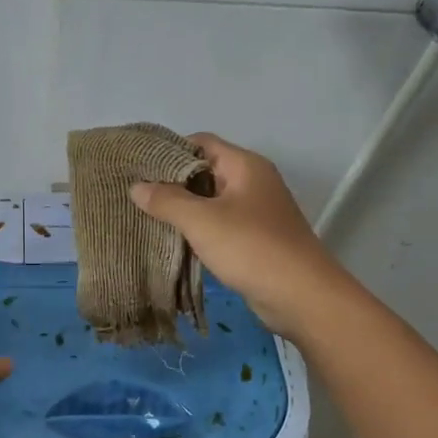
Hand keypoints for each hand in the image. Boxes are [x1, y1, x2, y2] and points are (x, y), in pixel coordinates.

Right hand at [128, 133, 350, 337]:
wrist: (301, 295)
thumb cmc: (251, 248)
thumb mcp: (202, 221)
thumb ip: (167, 201)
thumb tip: (136, 186)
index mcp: (245, 165)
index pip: (201, 142)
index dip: (169, 150)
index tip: (138, 166)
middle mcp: (253, 182)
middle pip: (206, 171)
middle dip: (172, 182)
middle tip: (136, 194)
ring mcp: (257, 212)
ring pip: (212, 201)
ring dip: (184, 209)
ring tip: (147, 218)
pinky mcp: (256, 239)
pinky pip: (221, 225)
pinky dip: (199, 230)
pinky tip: (174, 242)